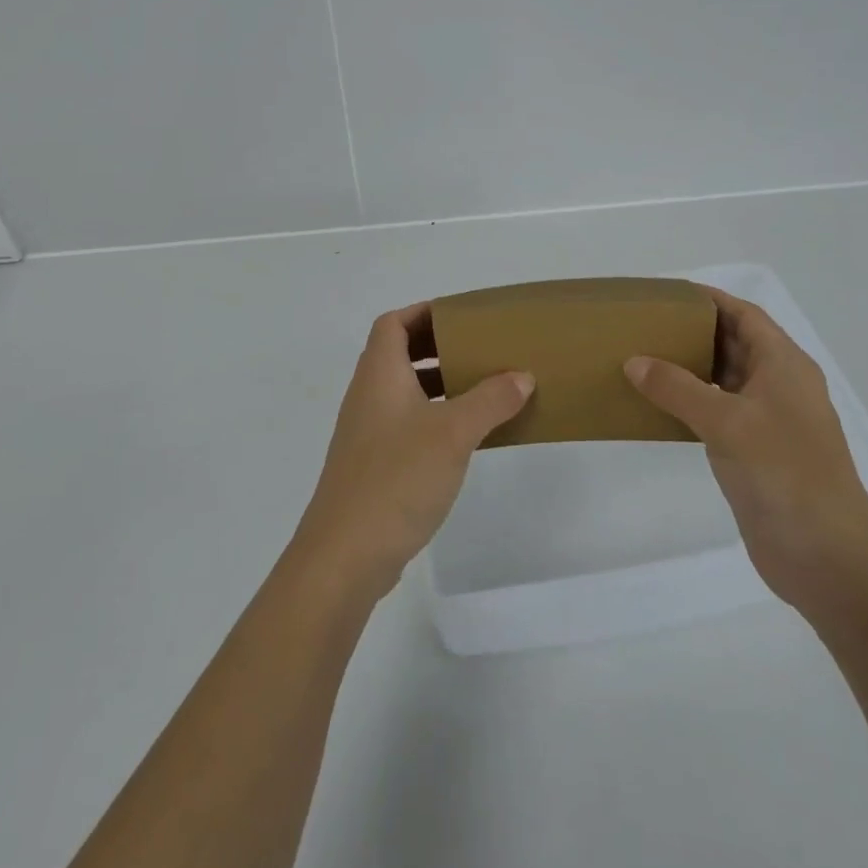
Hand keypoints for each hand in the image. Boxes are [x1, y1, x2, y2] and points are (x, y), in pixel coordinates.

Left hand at [294, 304, 532, 599]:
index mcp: (379, 374)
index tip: (461, 317)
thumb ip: (490, 400)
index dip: (423, 312)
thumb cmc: (397, 478)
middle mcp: (367, 396)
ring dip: (438, 385)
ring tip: (480, 390)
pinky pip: (405, 425)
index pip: (392, 323)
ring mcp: (367, 433)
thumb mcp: (453, 433)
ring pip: (403, 392)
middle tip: (478, 351)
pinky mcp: (373, 466)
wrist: (345, 555)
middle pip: (398, 354)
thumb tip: (521, 376)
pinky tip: (463, 439)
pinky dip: (433, 418)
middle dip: (437, 347)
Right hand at [624, 286, 867, 617]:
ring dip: (689, 368)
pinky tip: (657, 406)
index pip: (744, 314)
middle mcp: (779, 385)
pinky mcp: (755, 451)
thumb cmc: (784, 473)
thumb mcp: (727, 422)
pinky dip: (690, 402)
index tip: (665, 294)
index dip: (708, 299)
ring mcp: (769, 420)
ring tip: (642, 359)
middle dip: (693, 331)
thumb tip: (634, 361)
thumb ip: (677, 388)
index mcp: (784, 364)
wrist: (827, 557)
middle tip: (645, 325)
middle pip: (733, 343)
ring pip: (724, 378)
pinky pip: (717, 412)